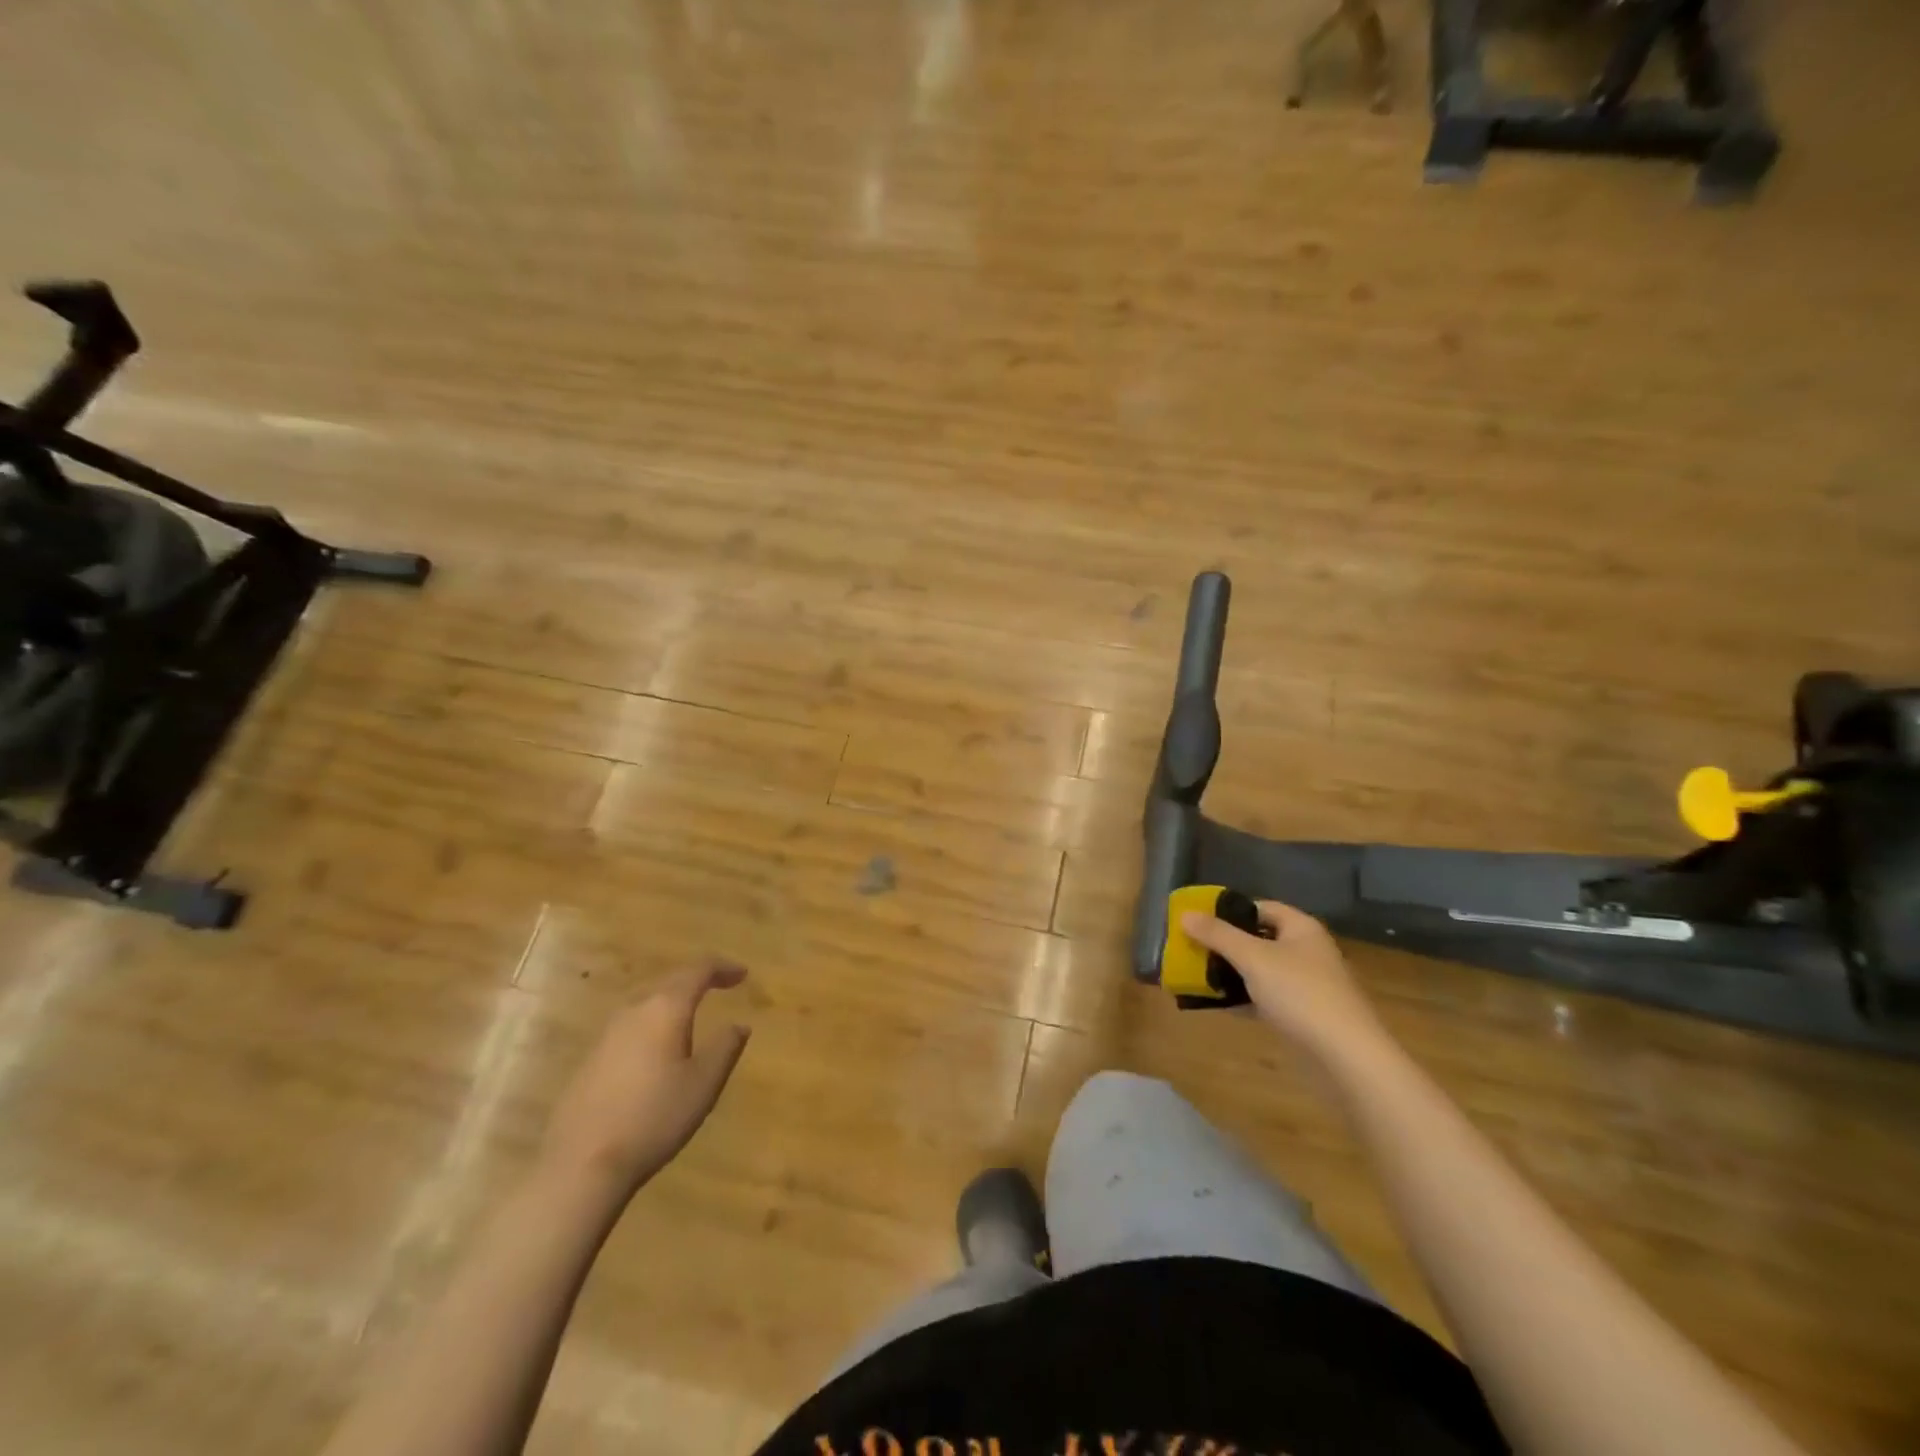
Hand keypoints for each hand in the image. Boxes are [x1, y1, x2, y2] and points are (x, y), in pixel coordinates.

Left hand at [540, 962, 751, 1197]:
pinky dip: (651, 1020)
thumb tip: (738, 1024)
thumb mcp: (703, 1084)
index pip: (698, 970)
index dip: (722, 967)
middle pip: (669, 980)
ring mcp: (606, 1034)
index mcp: (665, 1008)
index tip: (743, 974)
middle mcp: (634, 1010)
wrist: (581, 1165)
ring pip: (645, 1000)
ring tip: (690, 1011)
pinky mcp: (589, 1059)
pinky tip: (655, 1045)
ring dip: (671, 998)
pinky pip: (629, 1024)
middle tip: (719, 985)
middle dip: (696, 978)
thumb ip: (725, 1047)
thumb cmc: (653, 1117)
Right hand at [1179, 901, 1386, 1062]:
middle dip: (1225, 943)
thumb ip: (1217, 935)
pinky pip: (1265, 997)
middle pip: (1259, 938)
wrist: (1346, 1057)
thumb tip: (1185, 914)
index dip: (1229, 910)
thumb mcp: (1252, 958)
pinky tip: (1217, 1004)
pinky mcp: (1303, 1015)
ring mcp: (1306, 985)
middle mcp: (1306, 951)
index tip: (1198, 920)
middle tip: (1192, 948)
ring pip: (1261, 970)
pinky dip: (1243, 998)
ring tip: (1197, 975)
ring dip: (1231, 972)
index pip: (1260, 907)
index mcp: (1301, 929)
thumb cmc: (1300, 994)